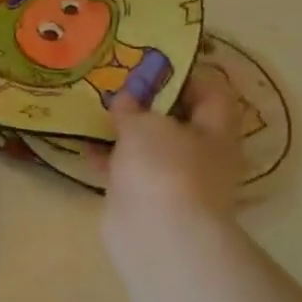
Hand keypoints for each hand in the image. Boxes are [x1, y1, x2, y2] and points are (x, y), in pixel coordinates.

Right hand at [103, 65, 242, 249]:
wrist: (156, 234)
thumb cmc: (163, 168)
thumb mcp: (145, 125)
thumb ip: (134, 108)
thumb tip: (126, 98)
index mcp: (217, 132)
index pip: (212, 93)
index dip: (185, 75)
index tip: (151, 66)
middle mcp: (202, 155)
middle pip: (178, 120)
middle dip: (149, 104)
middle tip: (118, 87)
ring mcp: (173, 179)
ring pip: (149, 147)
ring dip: (124, 132)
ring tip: (96, 112)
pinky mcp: (145, 198)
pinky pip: (127, 169)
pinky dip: (108, 158)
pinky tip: (84, 145)